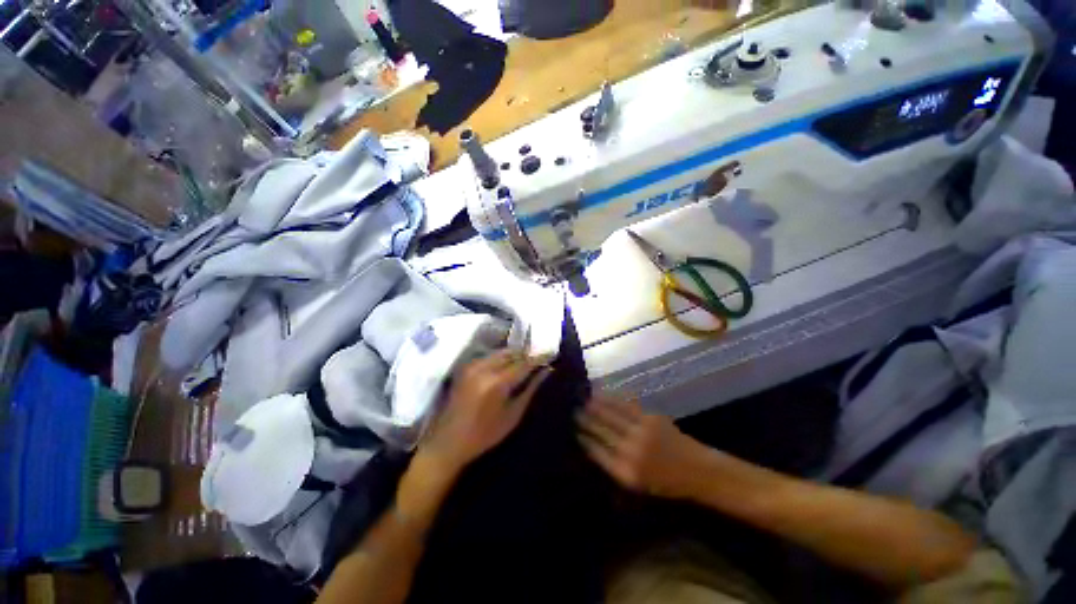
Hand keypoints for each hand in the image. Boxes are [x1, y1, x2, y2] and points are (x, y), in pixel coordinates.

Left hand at [420, 350, 552, 473]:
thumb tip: (547, 371)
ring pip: (501, 352)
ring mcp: (473, 366)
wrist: (449, 441)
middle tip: (539, 358)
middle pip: (512, 353)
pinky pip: (490, 356)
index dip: (539, 358)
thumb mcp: (513, 414)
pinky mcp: (467, 367)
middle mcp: (485, 368)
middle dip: (527, 354)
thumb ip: (531, 389)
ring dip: (515, 355)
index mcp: (498, 382)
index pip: (524, 363)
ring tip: (526, 361)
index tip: (551, 353)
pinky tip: (509, 365)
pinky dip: (502, 358)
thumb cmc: (485, 434)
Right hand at [576, 395, 708, 498]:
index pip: (596, 451)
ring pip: (611, 415)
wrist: (697, 470)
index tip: (573, 431)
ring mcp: (640, 432)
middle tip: (573, 411)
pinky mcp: (649, 418)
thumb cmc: (665, 483)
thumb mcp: (637, 485)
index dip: (583, 439)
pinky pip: (625, 406)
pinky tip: (602, 395)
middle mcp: (630, 451)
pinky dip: (611, 400)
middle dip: (585, 420)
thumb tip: (591, 446)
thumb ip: (613, 465)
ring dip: (595, 406)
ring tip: (583, 400)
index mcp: (625, 472)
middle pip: (601, 431)